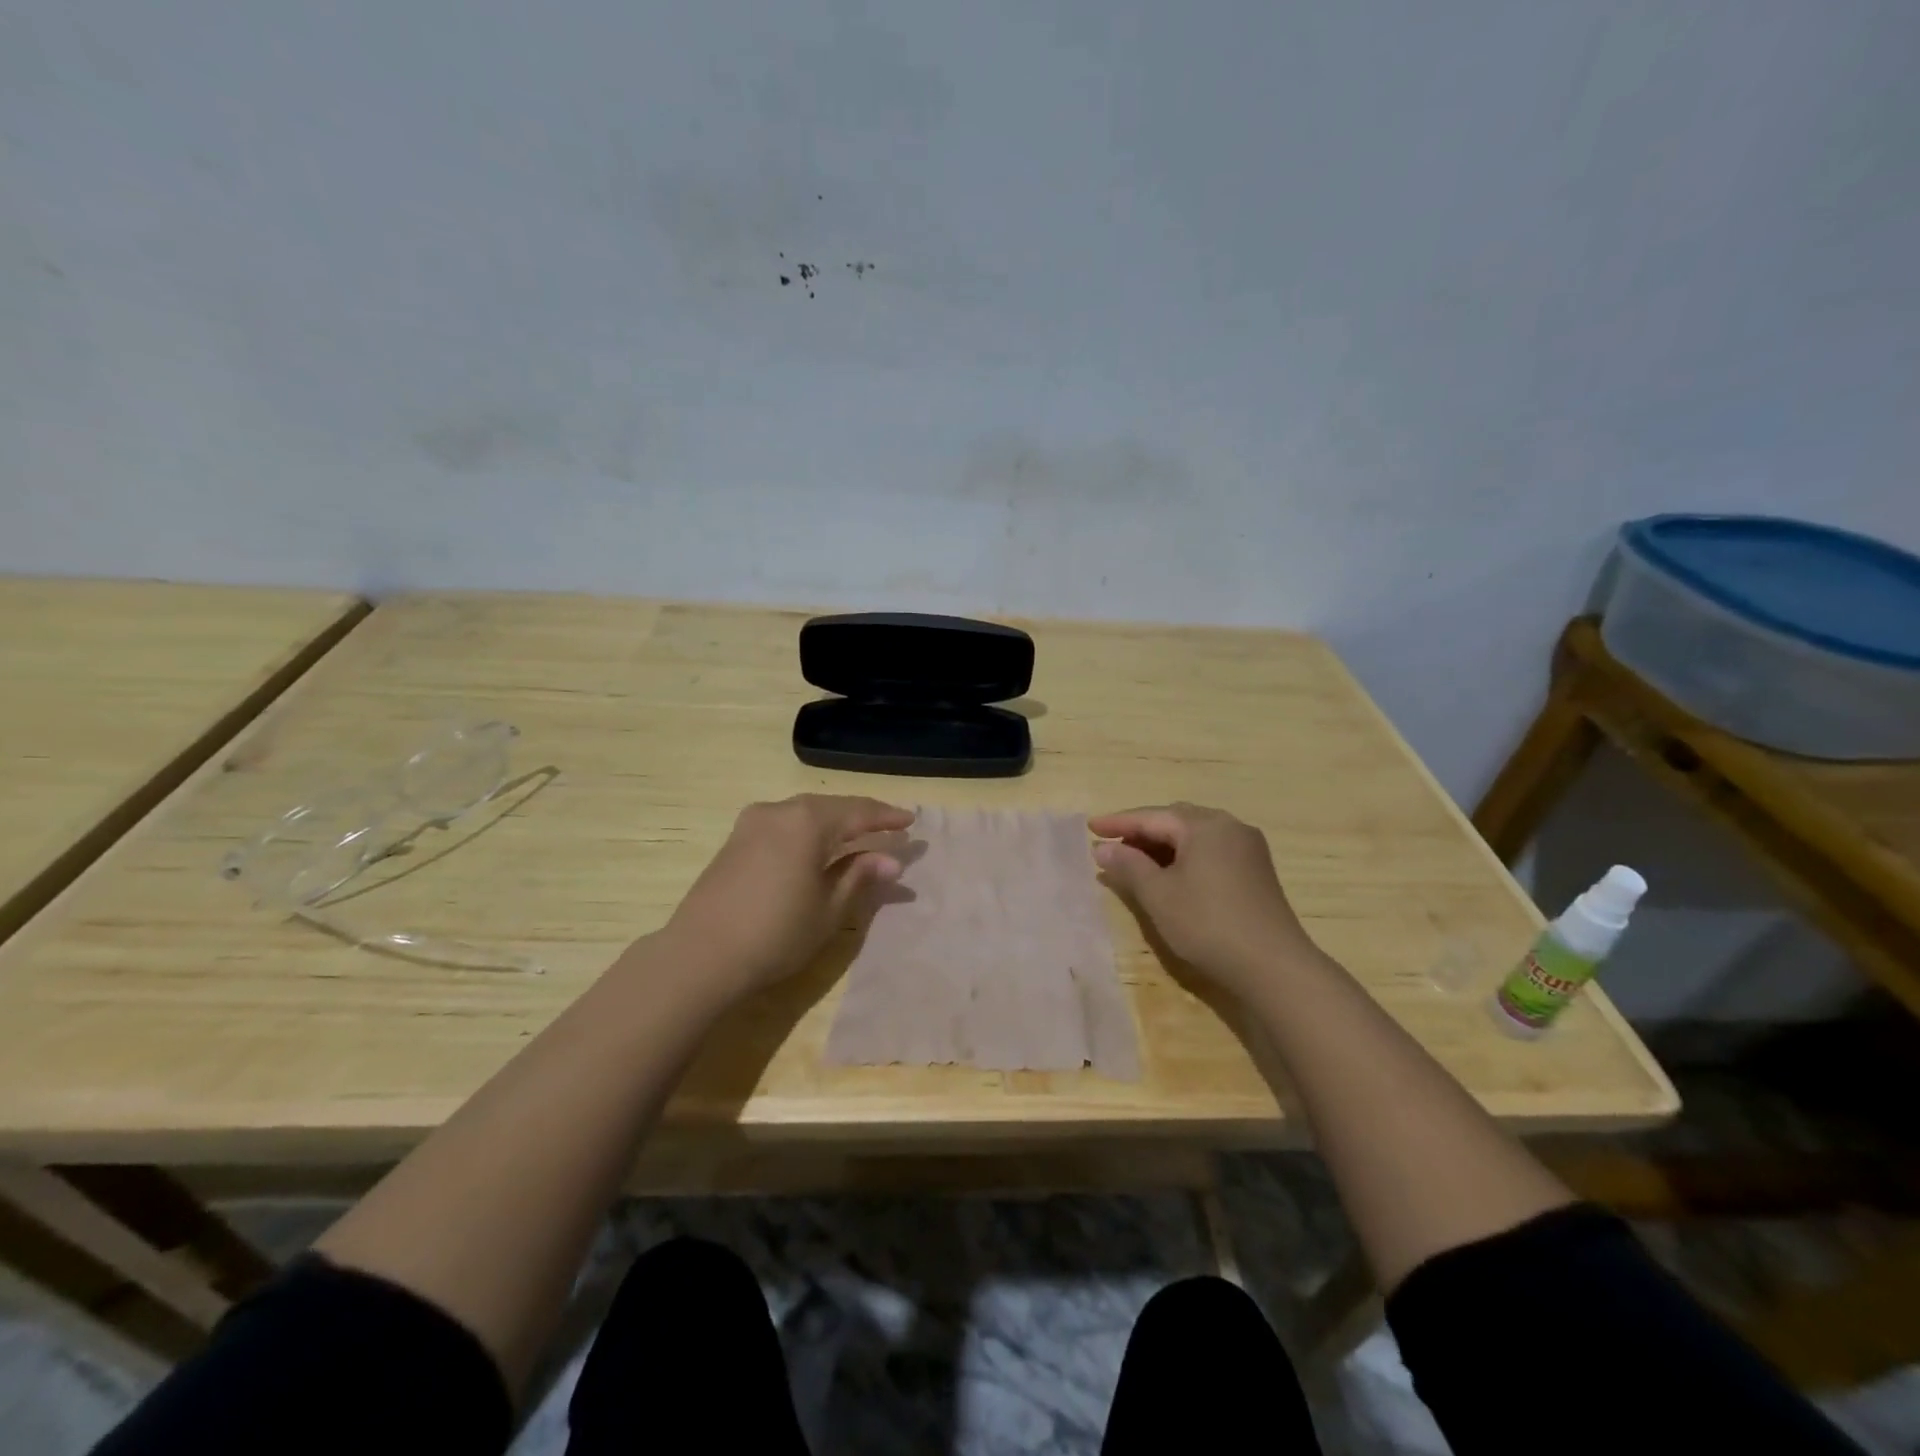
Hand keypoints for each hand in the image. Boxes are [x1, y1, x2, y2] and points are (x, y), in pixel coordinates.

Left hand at [660, 794, 913, 1000]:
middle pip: (831, 808)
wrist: (699, 956)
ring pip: (804, 815)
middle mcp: (779, 811)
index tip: (911, 821)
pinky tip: (817, 848)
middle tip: (889, 828)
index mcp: (807, 821)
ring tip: (857, 837)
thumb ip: (859, 877)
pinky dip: (807, 832)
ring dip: (834, 824)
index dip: (887, 817)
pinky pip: (783, 825)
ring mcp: (752, 824)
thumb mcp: (828, 909)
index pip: (858, 812)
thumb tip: (890, 860)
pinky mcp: (735, 841)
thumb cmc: (775, 933)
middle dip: (861, 818)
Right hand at [1089, 803, 1322, 998]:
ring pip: (1194, 836)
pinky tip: (1170, 875)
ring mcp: (1247, 848)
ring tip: (1135, 862)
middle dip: (1142, 831)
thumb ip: (1129, 866)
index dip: (1119, 823)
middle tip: (1112, 846)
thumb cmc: (1208, 924)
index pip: (1152, 816)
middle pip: (1175, 820)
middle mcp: (1229, 826)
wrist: (1274, 966)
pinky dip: (1184, 857)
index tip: (1090, 827)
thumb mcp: (1158, 895)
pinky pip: (1211, 851)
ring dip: (1163, 845)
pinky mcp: (1256, 870)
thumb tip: (1104, 847)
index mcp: (1204, 825)